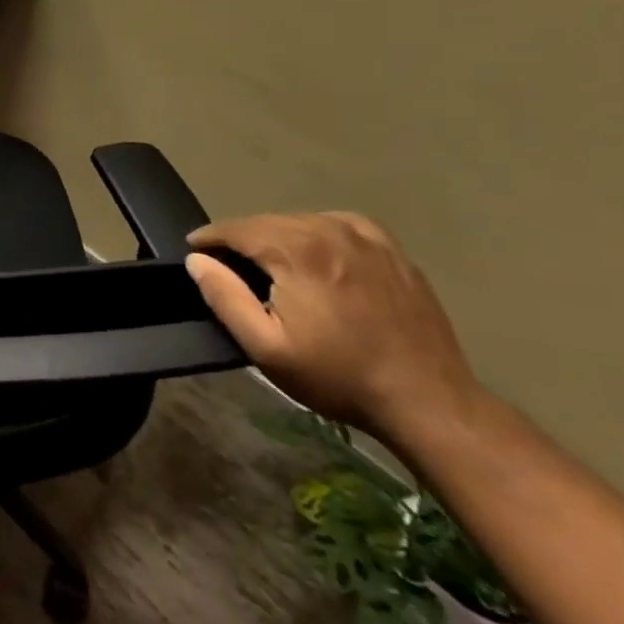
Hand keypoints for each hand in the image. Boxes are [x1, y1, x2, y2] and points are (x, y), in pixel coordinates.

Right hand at [184, 213, 479, 443]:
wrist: (429, 402)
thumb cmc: (338, 376)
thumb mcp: (265, 347)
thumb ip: (224, 297)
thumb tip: (197, 260)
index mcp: (298, 251)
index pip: (236, 228)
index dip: (209, 238)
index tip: (194, 251)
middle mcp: (331, 231)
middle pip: (268, 221)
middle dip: (241, 238)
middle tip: (228, 265)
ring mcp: (367, 238)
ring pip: (301, 221)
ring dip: (277, 237)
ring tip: (269, 264)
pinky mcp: (393, 251)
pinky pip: (338, 225)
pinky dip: (316, 233)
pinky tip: (315, 257)